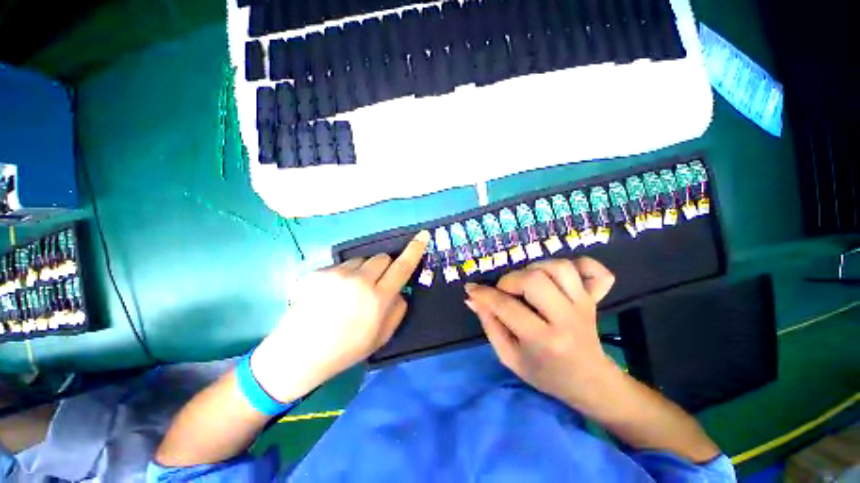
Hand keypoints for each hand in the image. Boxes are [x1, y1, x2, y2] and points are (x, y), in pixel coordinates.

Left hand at [251, 230, 429, 402]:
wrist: (299, 354)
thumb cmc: (346, 349)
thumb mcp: (381, 337)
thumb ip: (398, 309)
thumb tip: (400, 290)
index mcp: (378, 298)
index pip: (402, 267)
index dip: (414, 250)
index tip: (422, 235)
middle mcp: (360, 280)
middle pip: (382, 257)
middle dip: (384, 267)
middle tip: (376, 284)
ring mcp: (338, 274)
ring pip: (362, 260)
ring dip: (363, 270)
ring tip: (350, 291)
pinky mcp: (320, 272)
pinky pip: (341, 266)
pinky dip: (344, 275)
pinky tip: (332, 293)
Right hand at [465, 258, 619, 408]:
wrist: (590, 382)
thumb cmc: (545, 373)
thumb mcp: (509, 357)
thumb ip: (489, 325)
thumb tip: (473, 298)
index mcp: (543, 340)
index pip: (507, 307)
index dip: (484, 294)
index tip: (472, 289)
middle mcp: (566, 318)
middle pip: (535, 279)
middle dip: (510, 280)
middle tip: (505, 291)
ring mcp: (584, 305)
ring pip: (559, 267)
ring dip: (536, 268)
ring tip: (528, 282)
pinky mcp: (594, 298)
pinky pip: (594, 270)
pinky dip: (578, 264)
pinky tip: (562, 275)